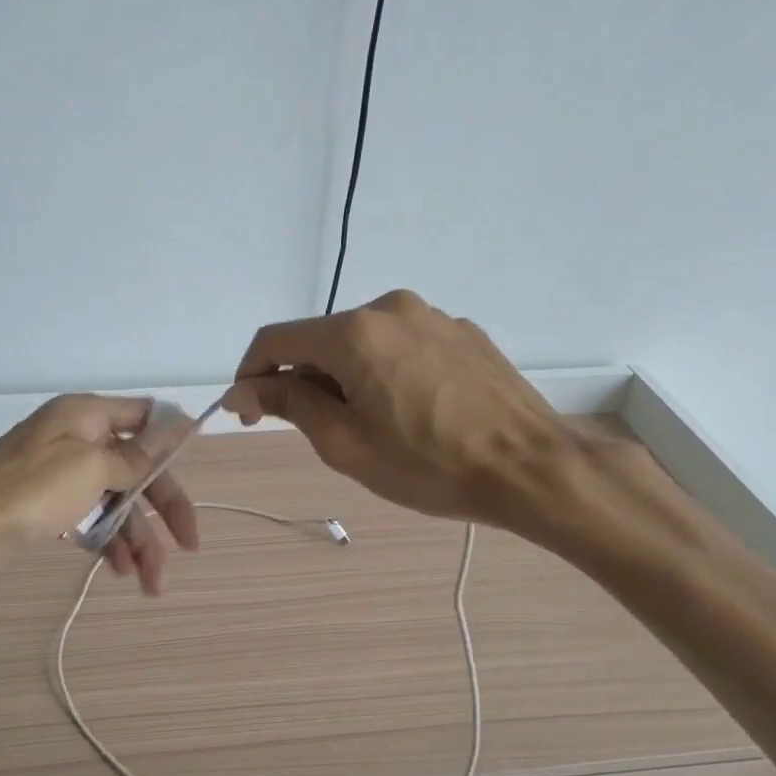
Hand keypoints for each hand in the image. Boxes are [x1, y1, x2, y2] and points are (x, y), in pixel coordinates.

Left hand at [0, 394, 198, 594]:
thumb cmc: (29, 490)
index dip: (173, 442)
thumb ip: (137, 454)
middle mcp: (78, 438)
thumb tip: (179, 425)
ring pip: (117, 502)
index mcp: (87, 415)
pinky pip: (92, 520)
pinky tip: (121, 573)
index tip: (195, 473)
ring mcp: (63, 474)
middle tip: (189, 547)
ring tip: (151, 583)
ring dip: (138, 539)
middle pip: (137, 468)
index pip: (145, 416)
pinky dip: (109, 544)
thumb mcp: (91, 468)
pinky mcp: (50, 506)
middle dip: (163, 509)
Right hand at [224, 290, 609, 545]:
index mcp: (354, 332)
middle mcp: (390, 308)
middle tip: (316, 431)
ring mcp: (433, 316)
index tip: (247, 413)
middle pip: (321, 340)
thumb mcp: (345, 444)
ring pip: (363, 342)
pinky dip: (386, 371)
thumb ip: (289, 405)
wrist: (531, 467)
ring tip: (370, 425)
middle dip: (304, 380)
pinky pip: (403, 345)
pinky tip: (411, 410)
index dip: (250, 375)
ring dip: (346, 376)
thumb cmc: (429, 464)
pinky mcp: (463, 331)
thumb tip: (244, 390)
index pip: (275, 340)